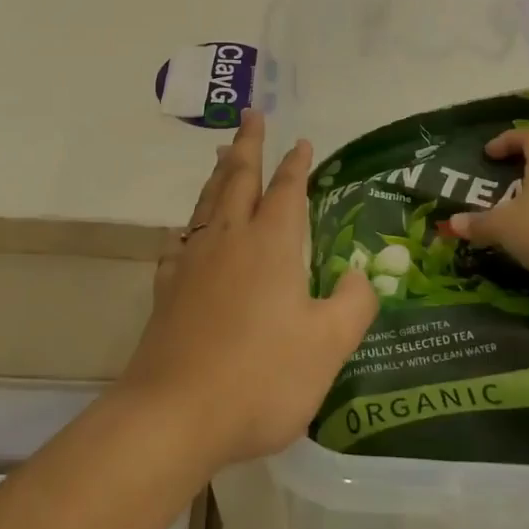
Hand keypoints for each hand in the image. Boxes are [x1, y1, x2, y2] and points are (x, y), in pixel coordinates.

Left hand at [119, 109, 378, 470]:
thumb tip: (360, 275)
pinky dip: (190, 225)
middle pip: (238, 178)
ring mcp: (192, 262)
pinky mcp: (167, 289)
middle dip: (249, 145)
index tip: (301, 141)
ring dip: (219, 174)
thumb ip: (353, 304)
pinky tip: (187, 232)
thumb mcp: (328, 345)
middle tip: (251, 115)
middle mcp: (229, 240)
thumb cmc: (261, 377)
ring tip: (223, 154)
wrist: (175, 413)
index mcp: (271, 245)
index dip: (296, 165)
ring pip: (207, 202)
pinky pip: (181, 241)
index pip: (287, 191)